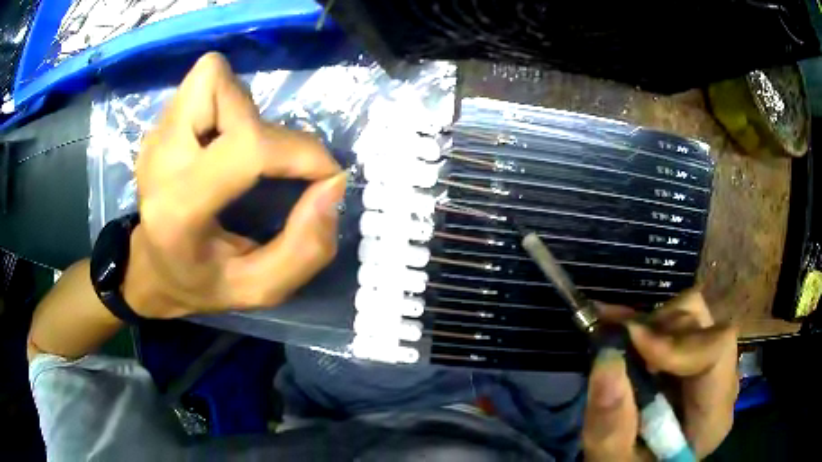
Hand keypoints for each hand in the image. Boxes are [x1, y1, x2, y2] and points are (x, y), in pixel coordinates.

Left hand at [123, 53, 346, 318]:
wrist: (150, 269)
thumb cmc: (201, 283)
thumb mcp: (259, 289)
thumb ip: (305, 250)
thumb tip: (333, 184)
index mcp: (179, 210)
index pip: (248, 147)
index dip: (300, 151)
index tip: (324, 176)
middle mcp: (160, 160)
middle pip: (220, 87)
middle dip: (261, 120)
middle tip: (263, 164)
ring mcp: (154, 137)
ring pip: (212, 78)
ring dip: (243, 110)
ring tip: (238, 155)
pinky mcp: (158, 126)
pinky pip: (204, 86)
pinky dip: (226, 106)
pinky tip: (219, 146)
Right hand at [583, 290, 738, 460]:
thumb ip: (610, 426)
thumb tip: (606, 359)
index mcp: (713, 415)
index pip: (717, 350)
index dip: (677, 340)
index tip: (632, 342)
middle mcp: (720, 382)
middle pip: (704, 324)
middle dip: (658, 330)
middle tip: (619, 343)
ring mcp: (709, 366)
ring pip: (691, 313)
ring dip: (652, 325)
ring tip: (620, 343)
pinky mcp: (693, 358)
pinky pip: (678, 322)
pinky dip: (647, 323)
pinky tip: (621, 332)